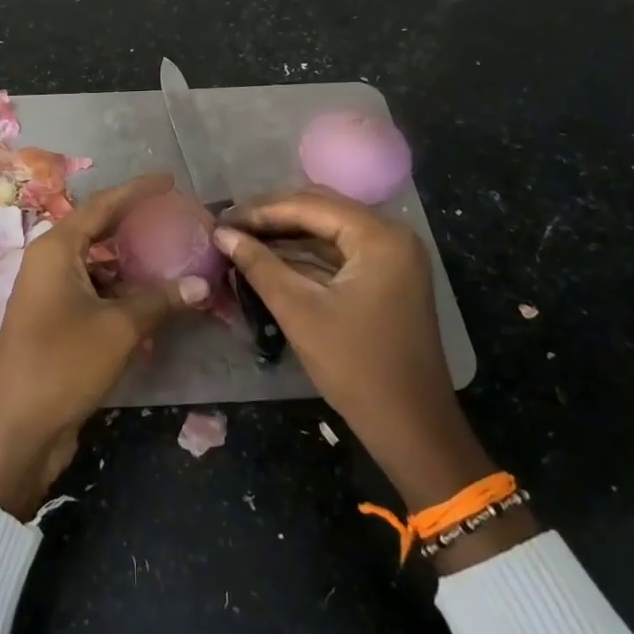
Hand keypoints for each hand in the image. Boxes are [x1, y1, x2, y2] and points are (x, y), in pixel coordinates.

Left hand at [0, 174, 207, 519]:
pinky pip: (97, 294)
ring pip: (100, 266)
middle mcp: (51, 263)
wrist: (14, 429)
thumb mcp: (118, 328)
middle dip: (138, 225)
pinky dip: (124, 293)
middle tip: (178, 220)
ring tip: (175, 257)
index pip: (103, 205)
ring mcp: (52, 294)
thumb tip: (203, 284)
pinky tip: (155, 301)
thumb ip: (160, 300)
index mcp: (56, 248)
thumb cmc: (62, 363)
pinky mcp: (58, 323)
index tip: (170, 181)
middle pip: (100, 231)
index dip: (138, 191)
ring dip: (134, 264)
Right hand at [215, 190, 506, 530]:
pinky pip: (340, 250)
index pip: (309, 205)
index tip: (220, 218)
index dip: (260, 211)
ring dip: (286, 232)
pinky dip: (305, 252)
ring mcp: (393, 255)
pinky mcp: (388, 276)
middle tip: (228, 226)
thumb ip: (259, 265)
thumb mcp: (299, 311)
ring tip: (241, 238)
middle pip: (321, 208)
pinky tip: (271, 256)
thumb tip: (221, 233)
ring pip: (329, 228)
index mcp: (379, 236)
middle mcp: (392, 234)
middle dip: (272, 216)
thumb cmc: (356, 367)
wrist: (413, 428)